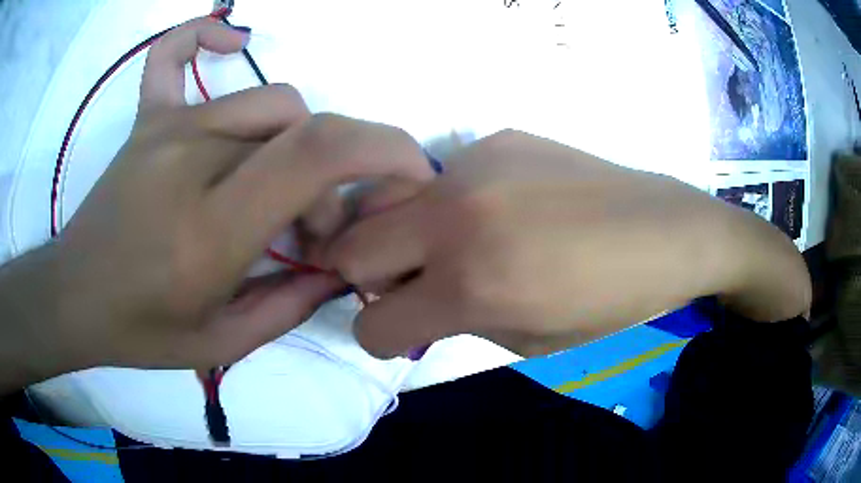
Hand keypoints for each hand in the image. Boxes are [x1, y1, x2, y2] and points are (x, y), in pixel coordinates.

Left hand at [0, 17, 432, 390]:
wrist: (74, 297)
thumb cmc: (141, 331)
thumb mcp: (222, 344)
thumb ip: (290, 304)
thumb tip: (339, 268)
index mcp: (211, 230)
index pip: (319, 154)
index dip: (385, 149)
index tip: (412, 174)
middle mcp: (193, 160)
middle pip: (304, 128)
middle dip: (337, 176)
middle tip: (312, 230)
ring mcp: (166, 130)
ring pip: (270, 104)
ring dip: (297, 144)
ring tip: (273, 191)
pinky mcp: (146, 120)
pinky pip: (172, 54)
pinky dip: (203, 37)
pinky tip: (227, 46)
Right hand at [327, 131, 810, 357]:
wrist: (670, 232)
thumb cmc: (612, 304)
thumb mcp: (529, 342)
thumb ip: (458, 322)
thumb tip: (416, 305)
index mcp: (470, 284)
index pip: (374, 323)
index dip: (380, 338)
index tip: (402, 333)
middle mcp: (455, 216)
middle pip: (350, 249)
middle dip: (366, 279)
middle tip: (407, 286)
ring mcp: (473, 166)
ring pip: (382, 203)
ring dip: (395, 235)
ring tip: (445, 245)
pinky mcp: (496, 139)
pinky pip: (440, 179)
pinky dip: (446, 205)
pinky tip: (498, 209)